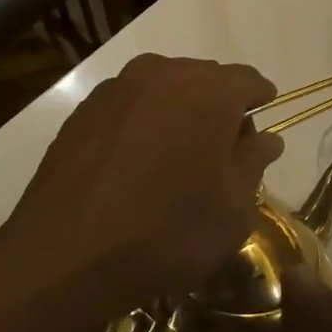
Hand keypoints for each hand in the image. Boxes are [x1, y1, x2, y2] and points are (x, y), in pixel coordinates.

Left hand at [0, 55, 283, 312]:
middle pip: (206, 78)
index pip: (248, 79)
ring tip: (178, 154)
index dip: (260, 98)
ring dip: (180, 111)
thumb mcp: (233, 209)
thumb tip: (266, 138)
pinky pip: (130, 104)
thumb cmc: (168, 233)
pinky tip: (139, 161)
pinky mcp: (84, 110)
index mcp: (210, 92)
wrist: (65, 257)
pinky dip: (144, 121)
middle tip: (224, 148)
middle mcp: (164, 74)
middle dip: (220, 105)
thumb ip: (254, 162)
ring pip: (165, 87)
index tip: (264, 118)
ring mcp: (118, 89)